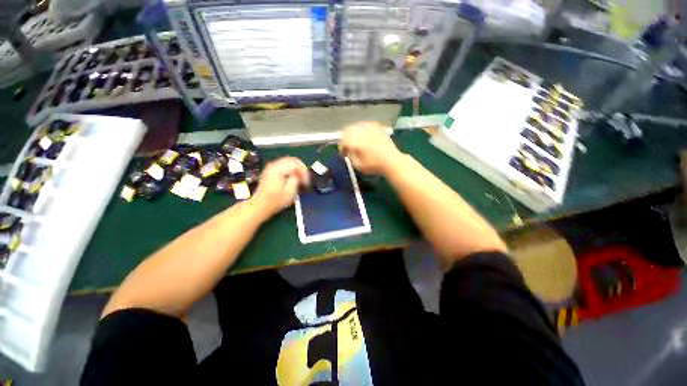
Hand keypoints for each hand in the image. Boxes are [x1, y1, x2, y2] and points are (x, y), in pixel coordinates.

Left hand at [251, 157, 309, 217]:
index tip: (306, 182)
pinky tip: (293, 178)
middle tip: (306, 178)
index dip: (304, 172)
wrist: (259, 206)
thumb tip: (298, 175)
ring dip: (296, 169)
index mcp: (278, 170)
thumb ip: (296, 180)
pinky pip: (284, 165)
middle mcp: (274, 165)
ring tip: (301, 179)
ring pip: (288, 162)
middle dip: (301, 168)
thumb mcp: (289, 192)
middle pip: (292, 160)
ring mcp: (271, 167)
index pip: (295, 164)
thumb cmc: (275, 201)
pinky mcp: (270, 171)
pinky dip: (291, 170)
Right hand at [340, 121, 402, 175]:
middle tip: (348, 147)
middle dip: (346, 138)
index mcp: (355, 140)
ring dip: (353, 133)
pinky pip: (365, 125)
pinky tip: (364, 136)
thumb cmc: (374, 165)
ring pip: (356, 126)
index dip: (341, 148)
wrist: (392, 161)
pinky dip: (362, 130)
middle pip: (347, 130)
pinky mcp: (377, 127)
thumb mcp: (358, 165)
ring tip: (355, 141)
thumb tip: (348, 151)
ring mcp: (370, 127)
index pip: (343, 140)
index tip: (344, 154)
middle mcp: (361, 130)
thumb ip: (350, 156)